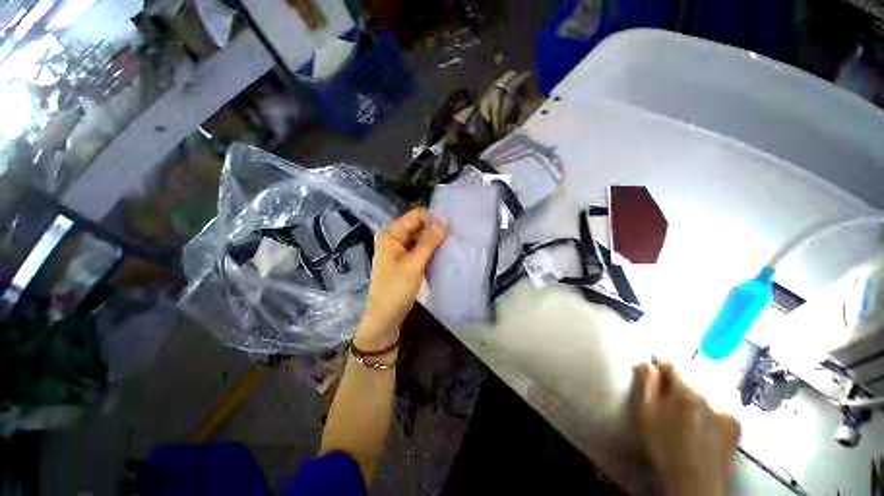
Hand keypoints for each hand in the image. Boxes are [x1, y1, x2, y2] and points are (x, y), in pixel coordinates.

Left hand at [355, 208, 446, 351]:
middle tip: (452, 237)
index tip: (450, 227)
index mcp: (390, 234)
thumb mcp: (414, 264)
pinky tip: (441, 253)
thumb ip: (429, 241)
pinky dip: (429, 249)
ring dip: (433, 240)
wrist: (385, 317)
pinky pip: (418, 248)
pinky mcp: (403, 260)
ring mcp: (398, 249)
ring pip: (419, 237)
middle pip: (417, 226)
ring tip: (449, 244)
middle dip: (434, 229)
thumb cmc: (396, 289)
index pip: (415, 216)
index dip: (433, 219)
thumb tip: (444, 220)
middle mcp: (393, 238)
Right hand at [634, 360, 739, 495]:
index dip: (661, 363)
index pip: (673, 364)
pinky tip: (703, 415)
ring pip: (709, 387)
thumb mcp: (647, 413)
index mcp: (687, 391)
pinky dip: (710, 402)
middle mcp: (712, 395)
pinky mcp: (736, 423)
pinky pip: (721, 402)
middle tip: (667, 386)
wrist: (694, 482)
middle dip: (679, 376)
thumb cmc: (664, 446)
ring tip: (685, 400)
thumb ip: (647, 384)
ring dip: (696, 388)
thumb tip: (647, 363)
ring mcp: (728, 409)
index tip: (652, 365)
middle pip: (693, 374)